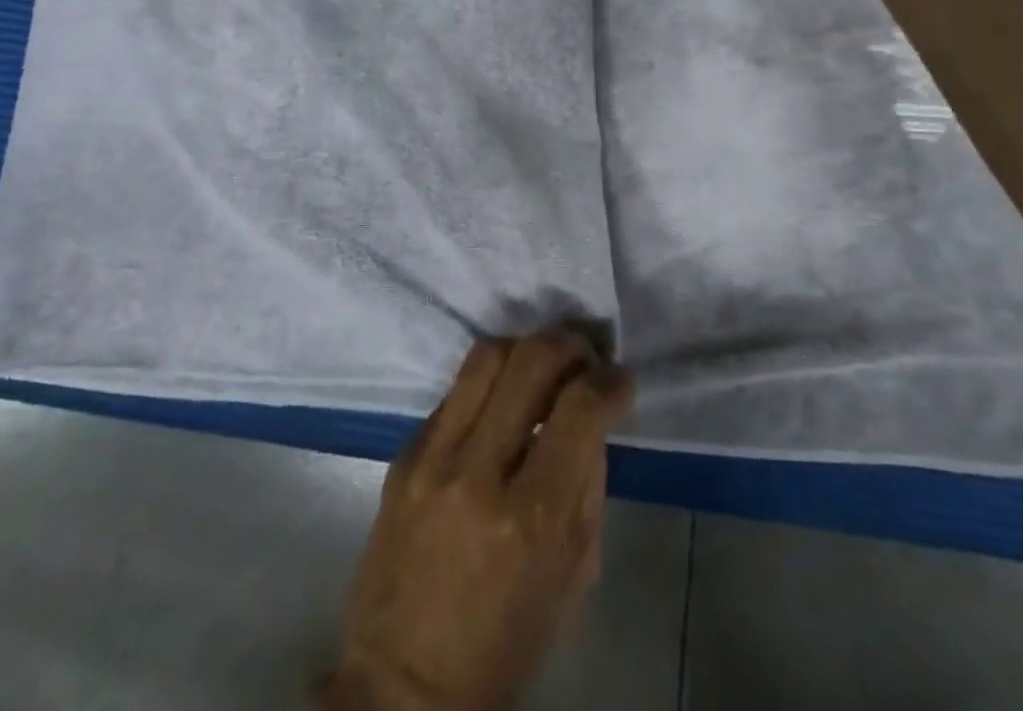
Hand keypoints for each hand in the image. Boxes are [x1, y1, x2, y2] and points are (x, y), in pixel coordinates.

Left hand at [320, 333, 634, 710]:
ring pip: (485, 356)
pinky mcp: (402, 455)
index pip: (580, 409)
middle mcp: (478, 472)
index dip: (611, 382)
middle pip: (530, 360)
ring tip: (543, 364)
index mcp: (532, 517)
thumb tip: (592, 418)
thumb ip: (587, 486)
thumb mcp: (573, 578)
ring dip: (525, 348)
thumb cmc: (505, 644)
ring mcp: (432, 458)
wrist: (401, 687)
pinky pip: (454, 392)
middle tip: (585, 356)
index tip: (620, 378)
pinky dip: (487, 386)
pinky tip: (499, 405)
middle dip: (569, 345)